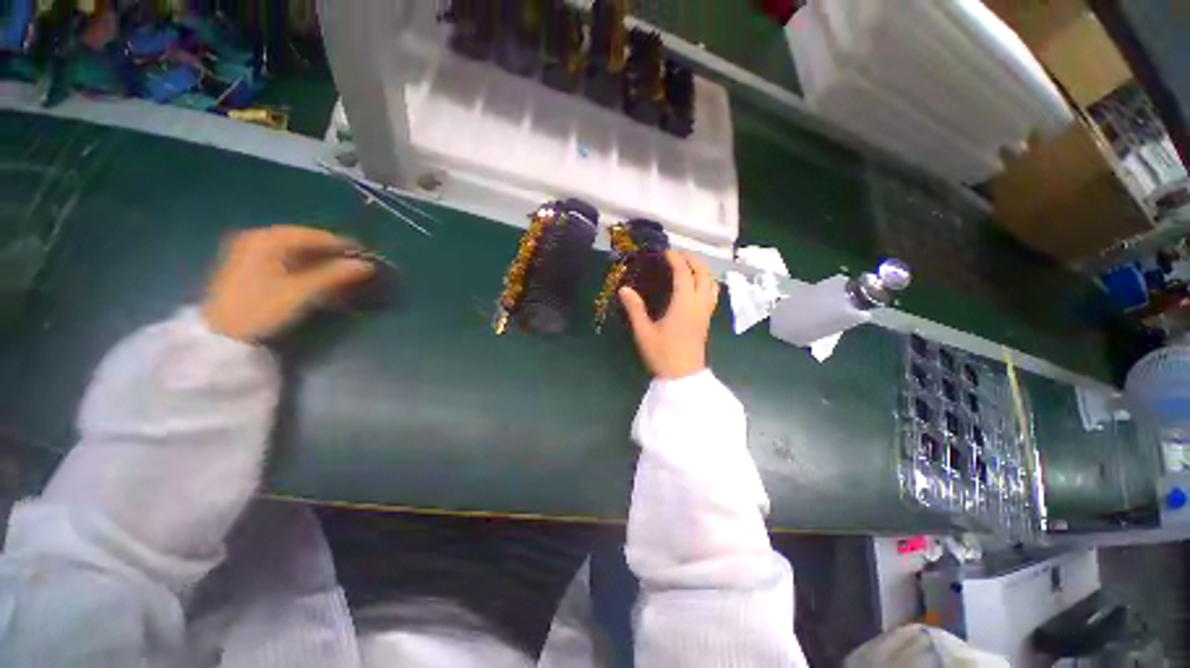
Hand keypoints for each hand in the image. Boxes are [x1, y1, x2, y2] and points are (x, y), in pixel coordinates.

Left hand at [202, 225, 373, 340]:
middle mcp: (257, 237)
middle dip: (332, 254)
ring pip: (294, 251)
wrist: (219, 337)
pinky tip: (315, 278)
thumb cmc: (261, 309)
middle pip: (304, 241)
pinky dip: (303, 266)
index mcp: (268, 238)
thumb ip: (336, 275)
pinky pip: (283, 259)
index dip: (344, 246)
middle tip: (356, 267)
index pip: (316, 236)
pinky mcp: (246, 266)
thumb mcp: (302, 292)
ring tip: (340, 274)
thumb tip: (367, 265)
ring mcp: (248, 251)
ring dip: (319, 261)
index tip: (367, 257)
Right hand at [619, 250, 719, 379]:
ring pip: (711, 282)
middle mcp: (699, 303)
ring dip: (701, 270)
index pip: (684, 272)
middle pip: (703, 272)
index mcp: (684, 303)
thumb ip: (635, 309)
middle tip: (676, 256)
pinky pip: (711, 293)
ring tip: (686, 268)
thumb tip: (624, 289)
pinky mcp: (707, 319)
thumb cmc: (663, 354)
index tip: (665, 252)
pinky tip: (693, 287)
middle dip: (692, 259)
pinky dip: (705, 282)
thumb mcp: (644, 332)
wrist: (683, 377)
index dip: (676, 259)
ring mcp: (706, 311)